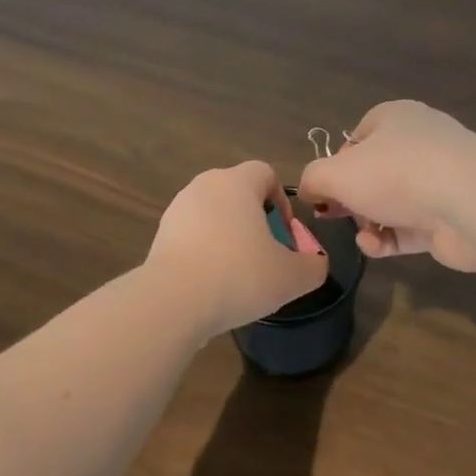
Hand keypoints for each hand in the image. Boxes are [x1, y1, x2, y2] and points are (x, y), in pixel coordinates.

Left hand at [146, 161, 330, 335]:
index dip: (281, 200)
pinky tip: (211, 284)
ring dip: (228, 238)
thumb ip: (313, 266)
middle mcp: (204, 186)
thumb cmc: (240, 276)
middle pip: (237, 194)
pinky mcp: (160, 236)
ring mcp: (177, 210)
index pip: (265, 173)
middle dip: (255, 221)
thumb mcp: (292, 277)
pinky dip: (205, 253)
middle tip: (266, 256)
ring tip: (238, 275)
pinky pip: (192, 237)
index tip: (285, 235)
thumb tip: (315, 263)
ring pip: (213, 216)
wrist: (173, 301)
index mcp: (236, 183)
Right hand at [298, 101, 475, 270]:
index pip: (356, 138)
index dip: (335, 164)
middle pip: (373, 173)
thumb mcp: (335, 173)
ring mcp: (440, 180)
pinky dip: (389, 239)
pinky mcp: (451, 216)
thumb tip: (309, 191)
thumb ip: (313, 179)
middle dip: (351, 199)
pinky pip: (410, 228)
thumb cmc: (396, 174)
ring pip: (391, 204)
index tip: (323, 189)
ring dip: (369, 223)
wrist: (470, 204)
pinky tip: (377, 246)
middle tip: (334, 215)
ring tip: (363, 236)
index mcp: (394, 118)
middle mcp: (420, 143)